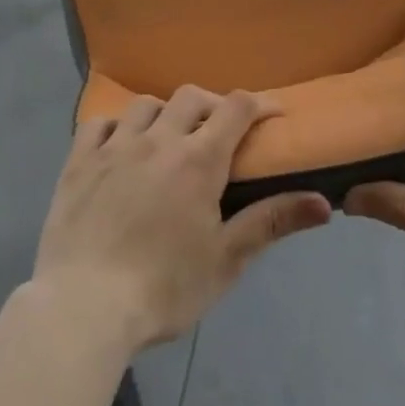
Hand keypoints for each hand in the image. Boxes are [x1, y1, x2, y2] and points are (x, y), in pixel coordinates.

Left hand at [28, 87, 331, 353]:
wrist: (83, 308)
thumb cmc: (164, 288)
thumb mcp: (226, 260)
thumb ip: (272, 222)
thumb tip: (325, 203)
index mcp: (198, 160)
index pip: (236, 108)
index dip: (259, 104)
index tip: (272, 114)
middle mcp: (158, 139)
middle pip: (192, 97)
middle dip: (212, 105)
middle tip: (219, 132)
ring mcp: (115, 147)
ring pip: (146, 104)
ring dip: (165, 113)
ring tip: (169, 138)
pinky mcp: (79, 162)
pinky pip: (99, 123)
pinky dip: (116, 126)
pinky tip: (120, 146)